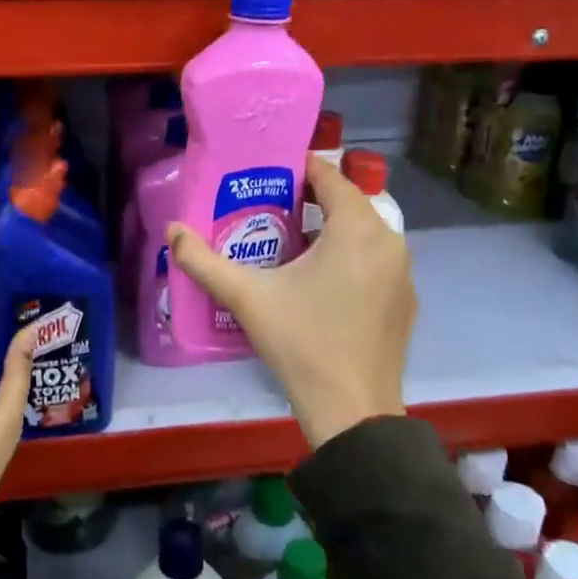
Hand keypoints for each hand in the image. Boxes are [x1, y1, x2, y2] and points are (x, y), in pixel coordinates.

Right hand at [168, 156, 413, 448]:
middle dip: (312, 200)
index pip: (330, 177)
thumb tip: (171, 230)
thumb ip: (203, 261)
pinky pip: (376, 262)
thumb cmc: (301, 342)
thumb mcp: (246, 298)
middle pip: (348, 204)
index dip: (300, 168)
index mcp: (356, 229)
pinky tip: (322, 284)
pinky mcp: (406, 302)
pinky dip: (351, 259)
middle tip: (271, 208)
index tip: (268, 172)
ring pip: (364, 234)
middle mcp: (390, 241)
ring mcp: (403, 274)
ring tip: (291, 243)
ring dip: (332, 231)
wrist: (353, 410)